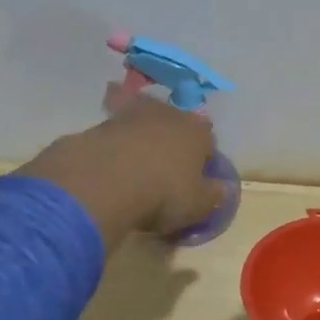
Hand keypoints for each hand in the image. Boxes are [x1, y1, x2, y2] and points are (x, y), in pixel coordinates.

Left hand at [18, 95, 225, 245]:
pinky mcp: (98, 124)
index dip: (203, 158)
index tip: (196, 179)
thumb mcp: (198, 205)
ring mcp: (131, 115)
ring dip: (141, 140)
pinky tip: (108, 168)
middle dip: (172, 142)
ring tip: (135, 168)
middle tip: (165, 169)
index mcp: (197, 132)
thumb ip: (213, 195)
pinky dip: (113, 147)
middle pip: (175, 125)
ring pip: (142, 124)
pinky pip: (112, 134)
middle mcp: (168, 115)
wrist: (104, 182)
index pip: (208, 139)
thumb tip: (222, 189)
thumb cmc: (163, 193)